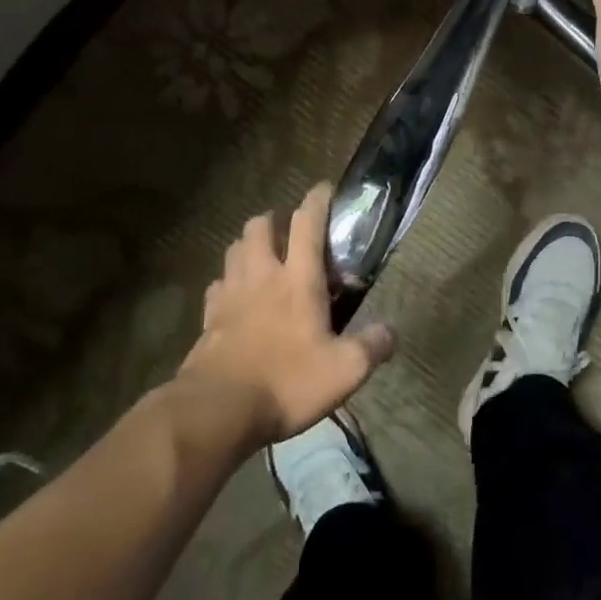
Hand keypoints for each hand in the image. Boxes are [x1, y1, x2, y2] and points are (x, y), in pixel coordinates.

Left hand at [176, 184, 397, 445]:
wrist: (218, 410)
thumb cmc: (287, 382)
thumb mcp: (345, 371)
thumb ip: (373, 346)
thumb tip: (392, 332)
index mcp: (298, 279)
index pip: (307, 223)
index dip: (317, 200)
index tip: (325, 189)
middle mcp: (262, 275)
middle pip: (260, 226)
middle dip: (274, 220)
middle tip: (288, 234)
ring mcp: (230, 294)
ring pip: (234, 249)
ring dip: (248, 246)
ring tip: (262, 259)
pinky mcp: (208, 318)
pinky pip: (217, 286)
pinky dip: (227, 283)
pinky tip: (236, 297)